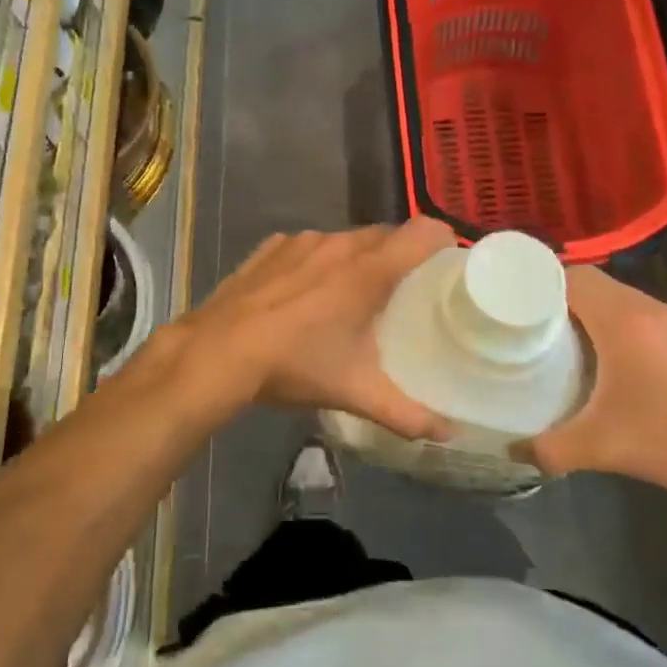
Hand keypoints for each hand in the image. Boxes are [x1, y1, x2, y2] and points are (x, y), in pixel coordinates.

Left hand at [177, 220, 457, 440]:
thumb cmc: (296, 364)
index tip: (447, 268)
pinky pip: (308, 246)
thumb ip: (407, 413)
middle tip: (404, 294)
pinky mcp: (271, 247)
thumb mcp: (356, 392)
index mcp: (370, 269)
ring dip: (356, 260)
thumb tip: (448, 434)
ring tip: (351, 296)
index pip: (424, 232)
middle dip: (400, 258)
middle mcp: (340, 243)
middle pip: (386, 235)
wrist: (218, 351)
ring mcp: (301, 241)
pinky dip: (316, 262)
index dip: (443, 243)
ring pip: (345, 240)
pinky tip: (303, 295)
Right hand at [513, 267, 666, 497]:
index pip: (572, 276)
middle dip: (563, 300)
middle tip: (536, 327)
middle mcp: (651, 308)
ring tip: (573, 344)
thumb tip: (513, 451)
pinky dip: (624, 327)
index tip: (517, 303)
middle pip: (596, 285)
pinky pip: (647, 317)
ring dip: (596, 314)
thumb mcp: (603, 447)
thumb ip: (551, 448)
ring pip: (623, 300)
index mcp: (623, 319)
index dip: (541, 283)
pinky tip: (621, 364)